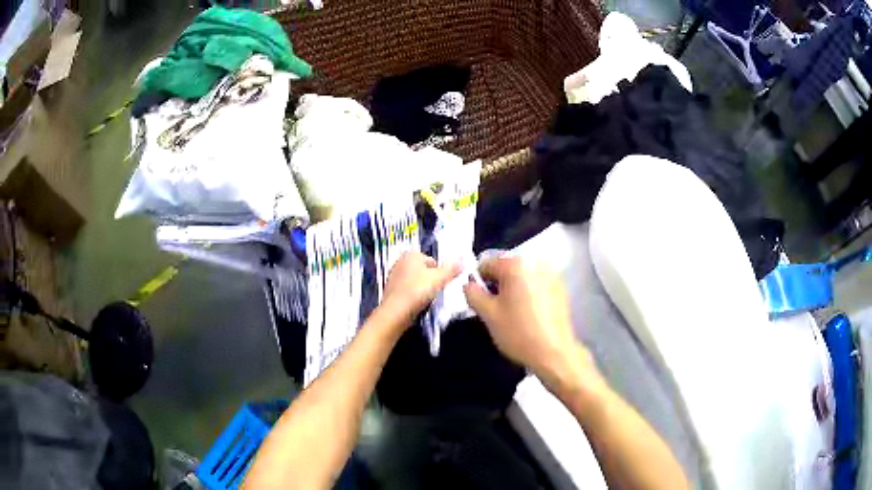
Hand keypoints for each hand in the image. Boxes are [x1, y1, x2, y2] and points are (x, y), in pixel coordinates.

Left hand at [381, 251, 460, 327]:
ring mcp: (393, 275)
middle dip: (430, 280)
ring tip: (426, 299)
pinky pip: (407, 290)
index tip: (441, 284)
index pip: (433, 261)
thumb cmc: (417, 291)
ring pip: (415, 280)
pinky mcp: (390, 289)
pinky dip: (412, 295)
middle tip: (435, 292)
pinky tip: (416, 304)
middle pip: (423, 270)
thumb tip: (462, 260)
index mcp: (411, 254)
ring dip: (421, 288)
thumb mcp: (439, 279)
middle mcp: (400, 261)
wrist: (395, 312)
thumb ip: (451, 269)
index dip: (440, 273)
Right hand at [463, 257, 596, 390]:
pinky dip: (529, 293)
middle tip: (495, 309)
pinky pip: (536, 283)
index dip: (477, 282)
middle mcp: (536, 262)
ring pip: (522, 276)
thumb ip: (472, 293)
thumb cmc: (518, 332)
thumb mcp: (487, 314)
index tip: (479, 302)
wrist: (554, 353)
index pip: (486, 263)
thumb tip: (469, 284)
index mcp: (516, 264)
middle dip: (497, 284)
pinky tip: (529, 313)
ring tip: (513, 313)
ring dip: (513, 288)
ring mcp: (552, 274)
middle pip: (506, 267)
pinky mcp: (561, 287)